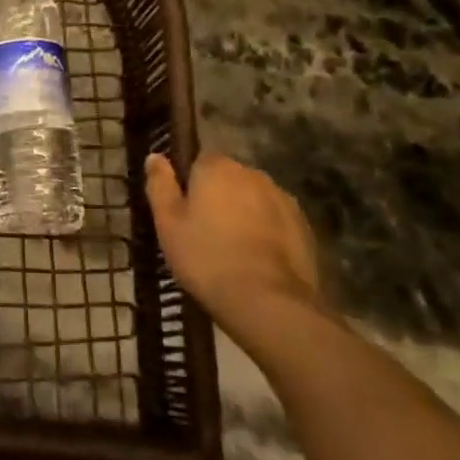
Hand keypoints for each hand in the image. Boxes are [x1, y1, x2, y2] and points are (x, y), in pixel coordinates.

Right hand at [144, 151, 322, 321]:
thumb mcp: (168, 223)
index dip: (191, 186)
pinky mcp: (304, 227)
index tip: (185, 214)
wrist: (268, 303)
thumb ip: (160, 185)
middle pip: (229, 180)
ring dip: (245, 215)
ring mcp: (282, 199)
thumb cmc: (207, 258)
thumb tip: (155, 156)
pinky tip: (258, 262)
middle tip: (206, 234)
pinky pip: (276, 222)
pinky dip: (267, 233)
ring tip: (234, 251)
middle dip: (220, 199)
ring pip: (254, 200)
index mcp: (217, 167)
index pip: (199, 162)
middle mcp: (252, 173)